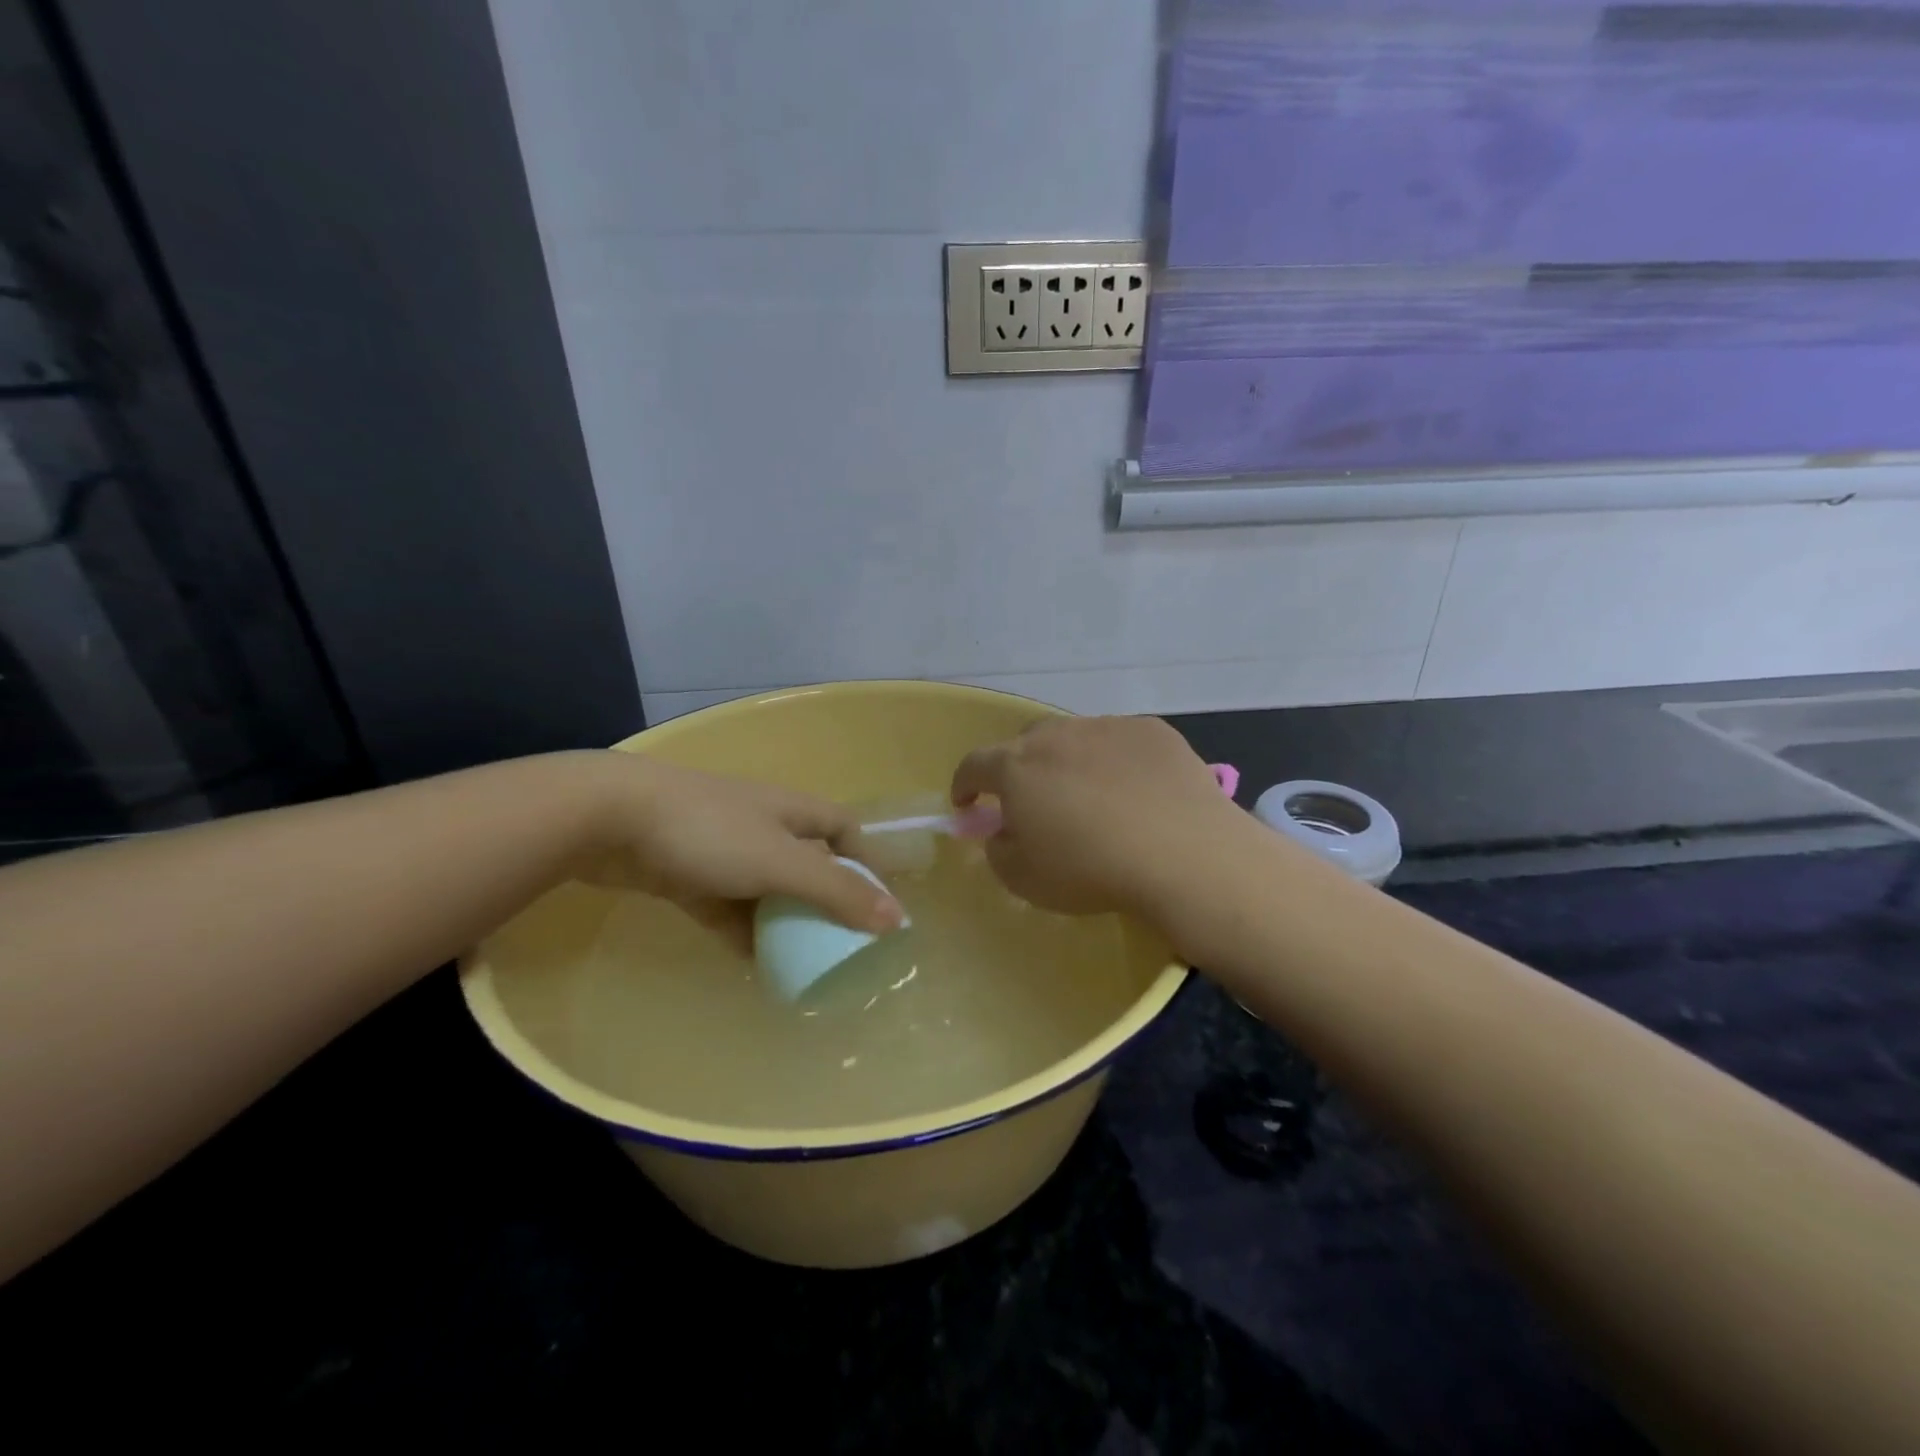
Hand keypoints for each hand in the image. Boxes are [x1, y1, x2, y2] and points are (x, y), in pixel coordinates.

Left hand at [575, 755, 902, 951]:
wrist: (609, 819)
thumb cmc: (710, 832)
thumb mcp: (782, 862)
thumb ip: (837, 892)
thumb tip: (896, 920)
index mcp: (793, 812)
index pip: (844, 830)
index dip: (865, 861)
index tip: (877, 905)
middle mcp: (764, 826)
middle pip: (808, 864)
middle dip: (825, 901)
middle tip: (841, 945)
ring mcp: (723, 851)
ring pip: (767, 890)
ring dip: (784, 922)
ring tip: (803, 965)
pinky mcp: (688, 875)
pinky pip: (728, 909)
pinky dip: (744, 932)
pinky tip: (754, 965)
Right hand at [950, 716, 1247, 921]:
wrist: (1183, 854)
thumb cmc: (1091, 870)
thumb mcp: (1024, 879)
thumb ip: (999, 850)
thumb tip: (1003, 831)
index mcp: (1016, 767)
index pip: (974, 765)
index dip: (964, 784)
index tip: (966, 803)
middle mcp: (1057, 735)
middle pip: (1025, 744)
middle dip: (1020, 770)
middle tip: (1034, 802)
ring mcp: (1106, 727)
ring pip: (1075, 739)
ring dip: (1070, 762)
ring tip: (1092, 796)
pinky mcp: (1151, 731)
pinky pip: (1120, 742)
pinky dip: (1117, 761)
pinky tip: (1137, 791)